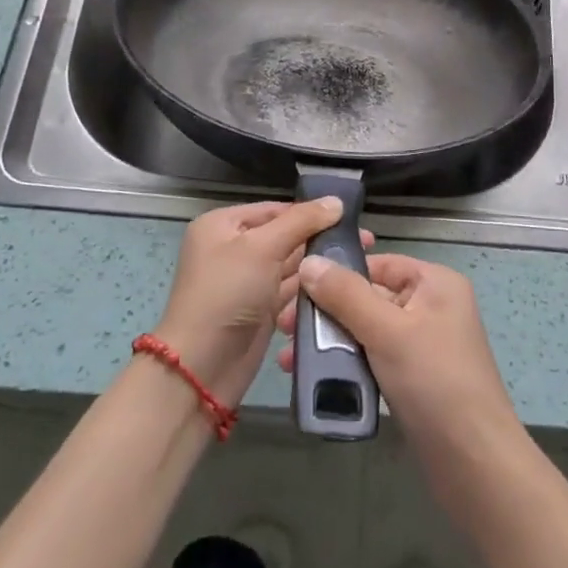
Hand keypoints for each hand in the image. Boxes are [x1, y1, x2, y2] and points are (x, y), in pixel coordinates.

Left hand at [155, 200, 371, 407]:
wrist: (202, 367)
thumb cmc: (227, 294)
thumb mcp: (262, 248)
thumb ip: (301, 221)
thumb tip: (336, 201)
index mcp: (223, 225)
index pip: (275, 208)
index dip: (311, 212)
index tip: (351, 217)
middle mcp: (233, 248)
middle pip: (285, 236)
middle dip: (320, 239)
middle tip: (365, 242)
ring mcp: (247, 281)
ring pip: (291, 264)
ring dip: (319, 265)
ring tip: (360, 263)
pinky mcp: (260, 308)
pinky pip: (291, 290)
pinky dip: (311, 289)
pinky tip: (341, 287)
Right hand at [277, 252, 520, 469]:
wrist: (474, 462)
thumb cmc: (434, 382)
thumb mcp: (387, 331)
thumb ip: (346, 295)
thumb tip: (310, 261)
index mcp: (435, 283)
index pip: (377, 264)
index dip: (337, 273)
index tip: (294, 289)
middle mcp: (430, 307)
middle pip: (368, 297)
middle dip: (325, 313)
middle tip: (284, 329)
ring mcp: (422, 345)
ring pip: (366, 331)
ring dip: (329, 344)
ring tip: (290, 361)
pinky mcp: (413, 379)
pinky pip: (372, 360)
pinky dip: (346, 366)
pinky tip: (315, 380)